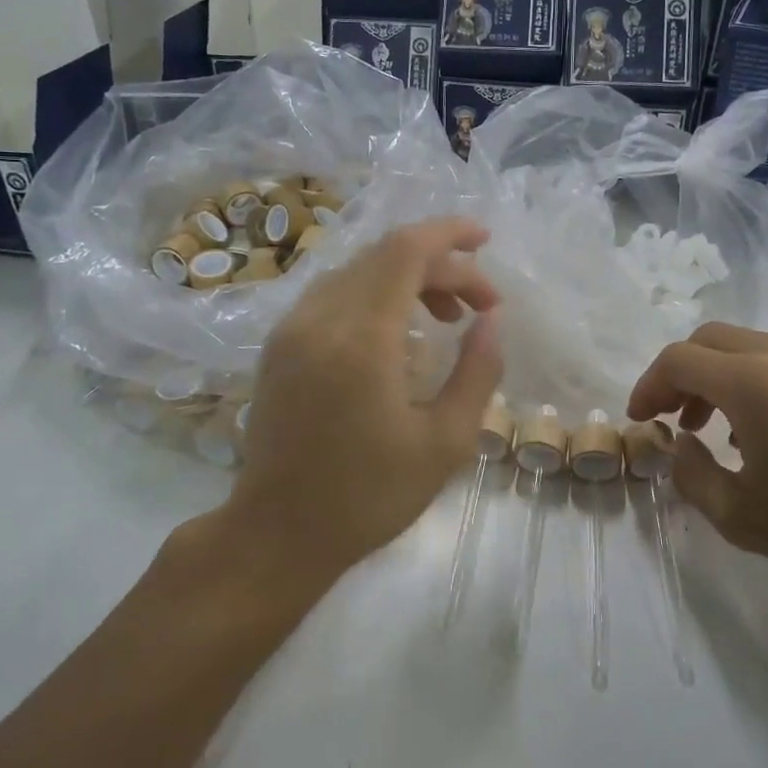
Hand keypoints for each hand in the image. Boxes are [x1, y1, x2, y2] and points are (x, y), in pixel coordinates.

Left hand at [227, 218, 503, 577]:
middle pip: (385, 255)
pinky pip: (335, 293)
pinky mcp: (279, 344)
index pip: (405, 250)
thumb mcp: (445, 442)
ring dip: (408, 277)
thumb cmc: (369, 495)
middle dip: (441, 264)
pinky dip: (376, 293)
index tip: (487, 243)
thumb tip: (490, 321)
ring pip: (358, 270)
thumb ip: (478, 372)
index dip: (449, 234)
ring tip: (446, 316)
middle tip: (480, 304)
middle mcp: (319, 318)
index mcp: (361, 339)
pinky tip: (399, 331)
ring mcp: (291, 328)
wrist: (277, 533)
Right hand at [627, 324, 767, 598]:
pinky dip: (752, 379)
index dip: (649, 385)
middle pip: (708, 340)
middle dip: (680, 374)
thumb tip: (681, 444)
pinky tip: (765, 430)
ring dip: (716, 376)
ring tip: (715, 428)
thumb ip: (693, 475)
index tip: (641, 418)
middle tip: (672, 418)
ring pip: (745, 346)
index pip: (679, 360)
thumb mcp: (741, 517)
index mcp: (751, 381)